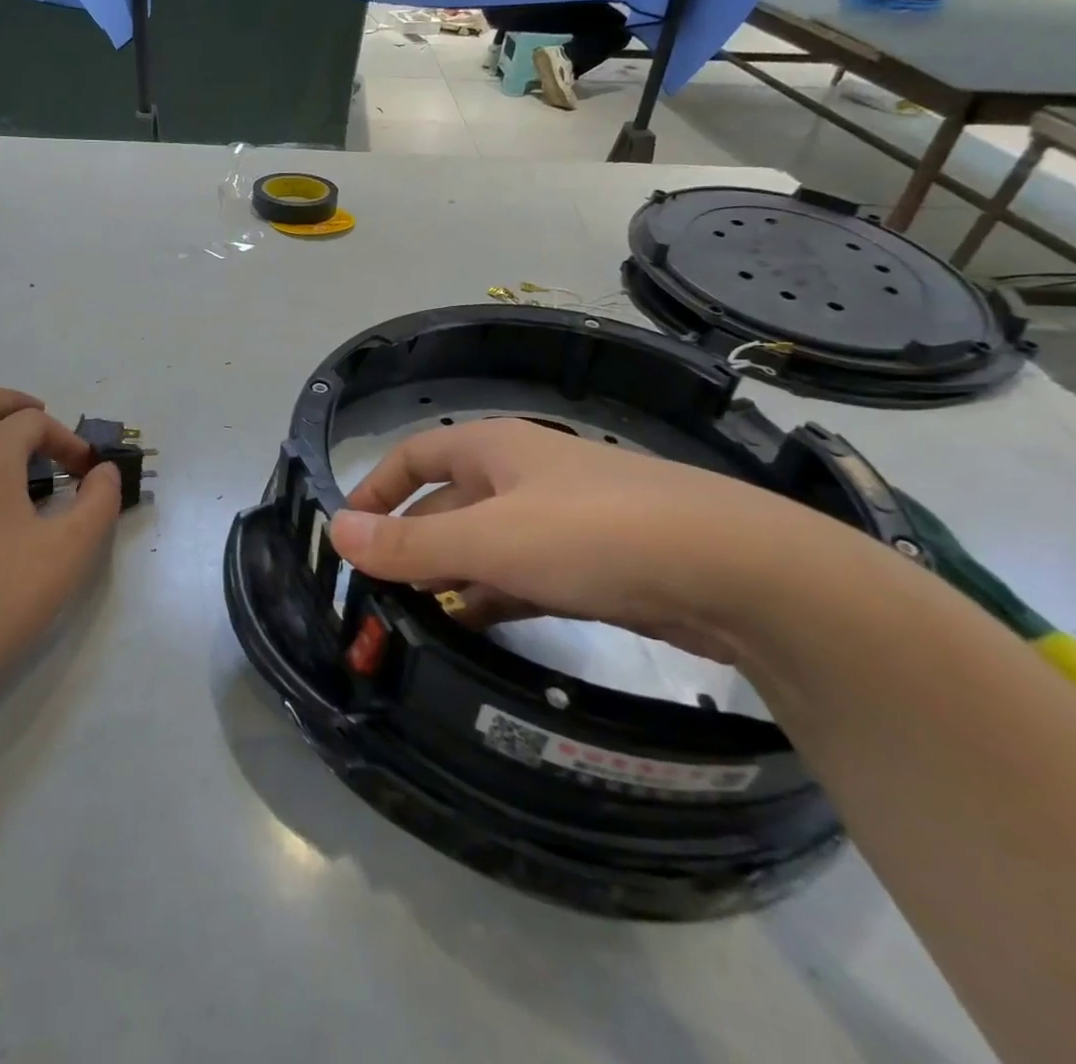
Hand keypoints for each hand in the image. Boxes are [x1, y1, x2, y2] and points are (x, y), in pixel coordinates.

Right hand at [329, 418, 830, 662]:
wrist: (739, 571)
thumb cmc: (595, 534)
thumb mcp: (491, 540)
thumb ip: (412, 543)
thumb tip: (336, 530)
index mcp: (495, 449)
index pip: (415, 455)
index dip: (376, 488)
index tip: (347, 531)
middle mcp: (524, 475)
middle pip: (448, 502)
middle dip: (411, 542)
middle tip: (375, 590)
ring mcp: (562, 519)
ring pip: (486, 543)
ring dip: (450, 575)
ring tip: (413, 618)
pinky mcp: (594, 562)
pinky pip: (523, 574)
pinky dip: (493, 596)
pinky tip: (474, 627)